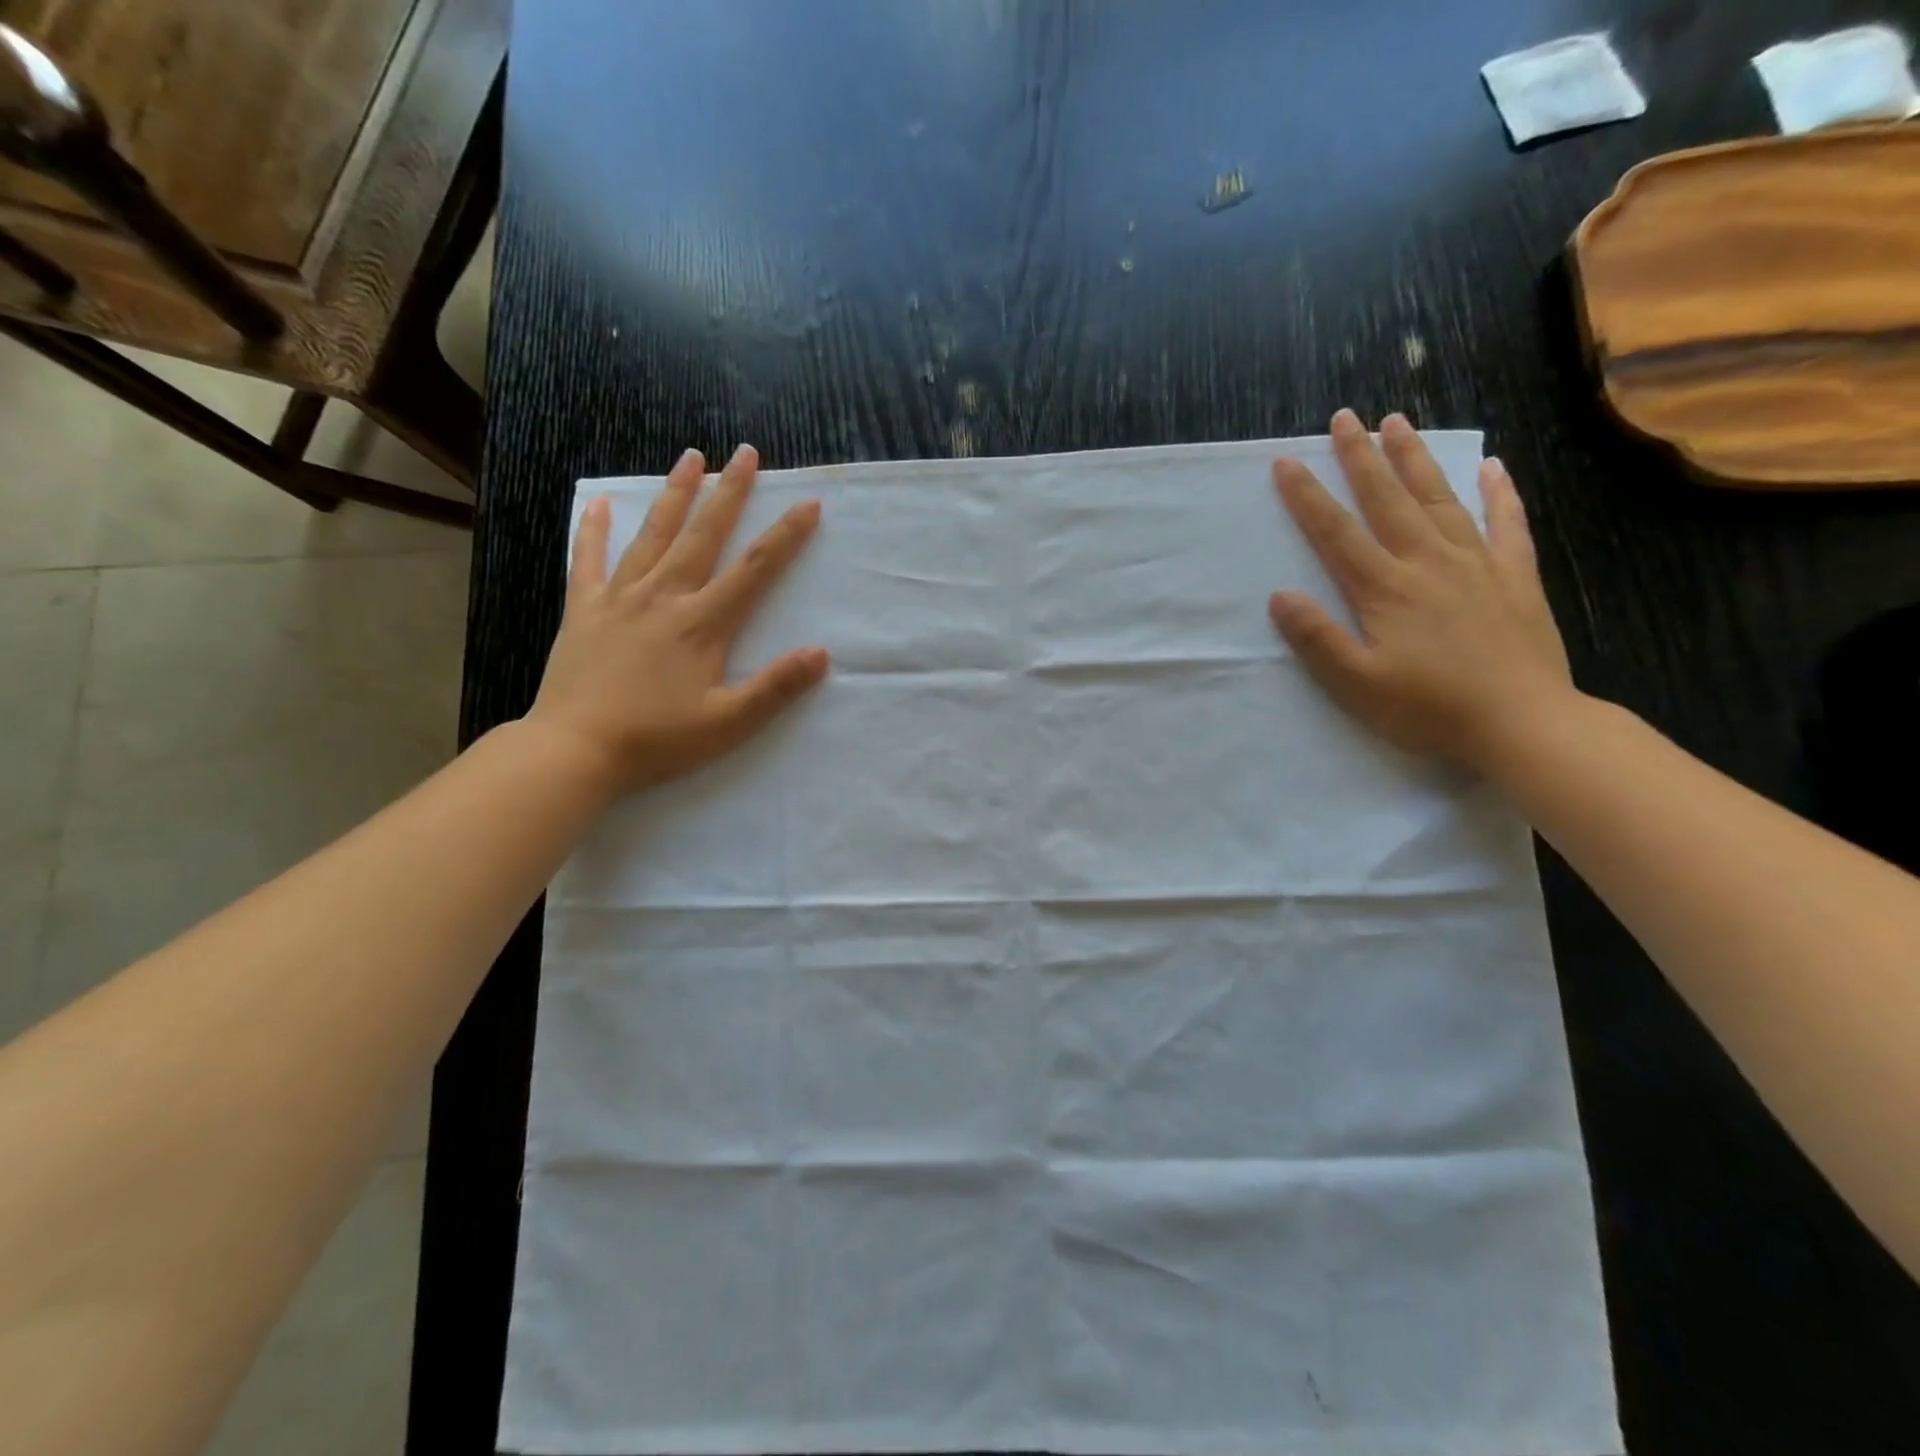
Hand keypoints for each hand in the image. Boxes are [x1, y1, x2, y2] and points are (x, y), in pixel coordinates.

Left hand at [527, 444, 828, 799]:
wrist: (575, 750)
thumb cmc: (657, 740)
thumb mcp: (728, 723)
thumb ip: (775, 687)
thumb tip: (821, 653)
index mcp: (702, 624)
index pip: (754, 571)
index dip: (785, 537)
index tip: (808, 504)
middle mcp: (663, 597)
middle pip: (703, 536)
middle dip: (729, 493)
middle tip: (745, 453)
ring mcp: (619, 599)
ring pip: (652, 536)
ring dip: (674, 495)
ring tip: (690, 458)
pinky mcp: (583, 611)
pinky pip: (588, 562)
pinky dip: (593, 532)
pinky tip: (599, 505)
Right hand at [1269, 409, 1576, 773]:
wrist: (1524, 724)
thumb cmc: (1429, 709)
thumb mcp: (1356, 684)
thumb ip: (1317, 638)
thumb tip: (1280, 596)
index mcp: (1385, 590)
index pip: (1336, 533)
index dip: (1308, 497)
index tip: (1286, 463)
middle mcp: (1428, 563)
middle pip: (1387, 501)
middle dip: (1360, 458)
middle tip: (1344, 418)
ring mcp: (1476, 565)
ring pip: (1440, 500)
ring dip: (1415, 460)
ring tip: (1398, 424)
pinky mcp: (1514, 577)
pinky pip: (1507, 524)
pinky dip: (1500, 493)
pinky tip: (1492, 466)